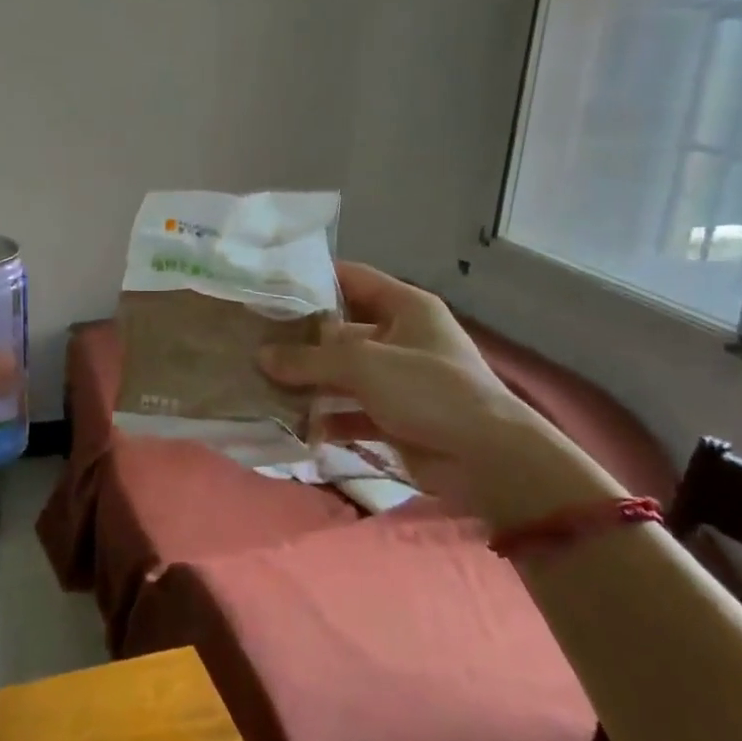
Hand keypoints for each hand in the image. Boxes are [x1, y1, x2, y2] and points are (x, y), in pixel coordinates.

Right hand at [258, 263, 555, 511]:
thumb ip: (309, 359)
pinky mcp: (395, 418)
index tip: (268, 286)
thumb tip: (261, 356)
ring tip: (260, 382)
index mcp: (405, 307)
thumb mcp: (364, 364)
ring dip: (307, 381)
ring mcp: (398, 380)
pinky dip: (325, 418)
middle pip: (340, 330)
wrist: (489, 461)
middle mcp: (401, 337)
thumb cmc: (429, 391)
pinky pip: (350, 411)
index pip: (352, 278)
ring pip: (342, 374)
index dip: (312, 278)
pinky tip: (290, 423)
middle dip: (300, 339)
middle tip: (252, 340)